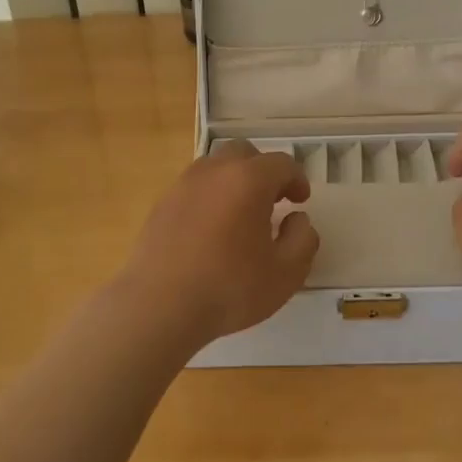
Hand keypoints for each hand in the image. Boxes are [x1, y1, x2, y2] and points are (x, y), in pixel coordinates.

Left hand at [120, 141, 319, 346]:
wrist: (159, 307)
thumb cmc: (230, 288)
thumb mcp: (286, 273)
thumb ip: (302, 239)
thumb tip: (297, 219)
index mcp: (248, 180)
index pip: (281, 164)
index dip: (297, 179)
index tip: (301, 201)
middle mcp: (213, 172)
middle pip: (243, 154)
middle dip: (263, 171)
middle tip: (273, 201)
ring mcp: (182, 186)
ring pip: (214, 167)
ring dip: (233, 182)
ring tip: (241, 215)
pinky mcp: (161, 206)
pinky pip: (193, 189)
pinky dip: (209, 198)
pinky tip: (212, 231)